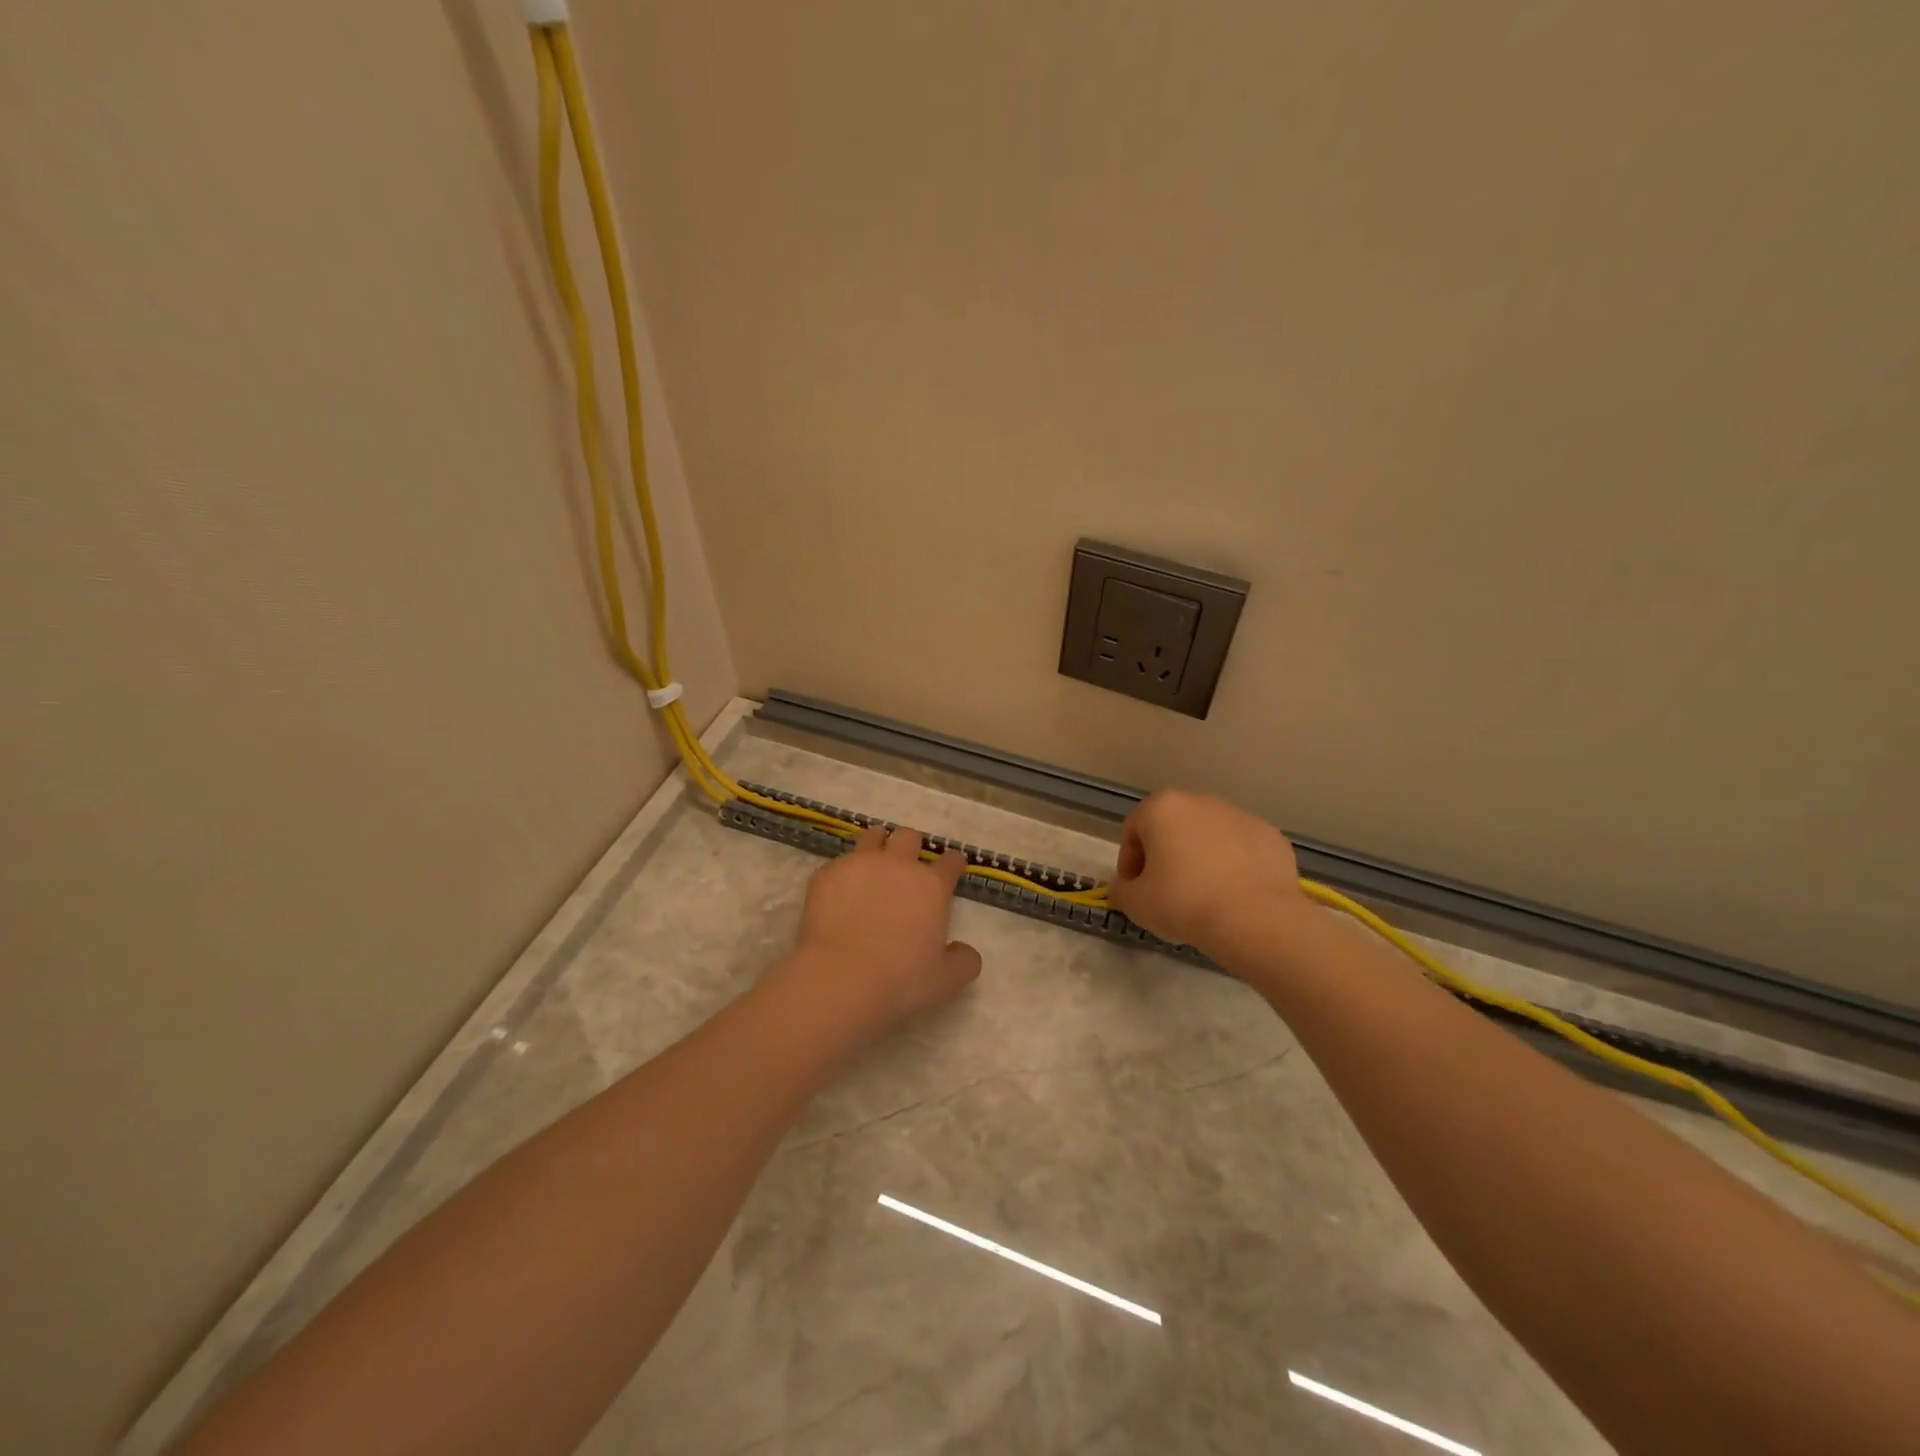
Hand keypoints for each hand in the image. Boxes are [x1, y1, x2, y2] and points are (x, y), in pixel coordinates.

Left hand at [773, 824, 981, 1051]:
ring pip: (872, 836)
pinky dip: (843, 874)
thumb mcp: (946, 980)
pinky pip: (838, 863)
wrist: (841, 977)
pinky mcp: (827, 874)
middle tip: (906, 868)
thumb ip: (964, 961)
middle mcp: (898, 865)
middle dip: (911, 847)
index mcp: (931, 885)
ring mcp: (860, 864)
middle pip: (909, 836)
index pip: (950, 861)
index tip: (952, 869)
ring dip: (877, 846)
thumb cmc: (900, 979)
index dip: (953, 864)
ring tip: (872, 866)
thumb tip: (965, 951)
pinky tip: (838, 895)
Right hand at [1108, 790, 1310, 957]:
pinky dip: (1234, 866)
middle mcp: (1200, 801)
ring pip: (1209, 836)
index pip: (1133, 832)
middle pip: (1172, 828)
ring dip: (1201, 859)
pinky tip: (1235, 895)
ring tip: (1205, 896)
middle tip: (1167, 892)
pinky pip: (1241, 849)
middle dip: (1166, 856)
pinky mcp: (1271, 835)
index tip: (1136, 890)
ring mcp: (1239, 815)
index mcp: (1162, 808)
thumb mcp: (1135, 903)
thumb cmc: (1184, 902)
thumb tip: (1126, 886)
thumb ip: (1121, 889)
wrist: (1255, 918)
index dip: (1129, 863)